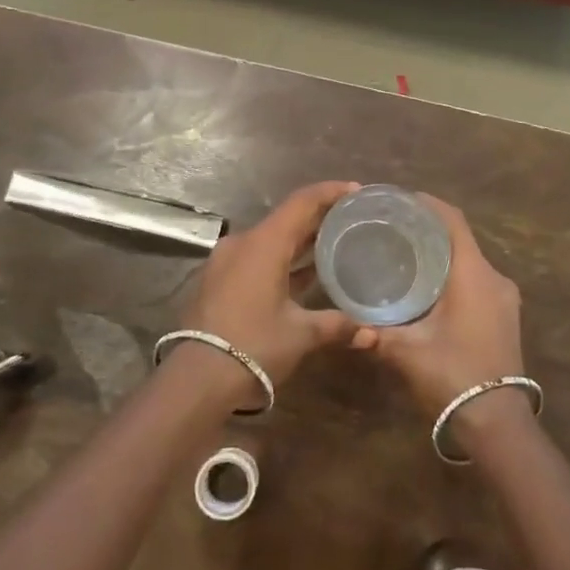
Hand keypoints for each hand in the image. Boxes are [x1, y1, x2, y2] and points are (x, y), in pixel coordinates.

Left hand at [181, 181, 361, 391]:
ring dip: (300, 241)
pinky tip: (304, 274)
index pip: (303, 202)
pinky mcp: (219, 281)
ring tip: (333, 244)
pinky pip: (257, 259)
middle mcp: (244, 243)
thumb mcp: (301, 334)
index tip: (357, 191)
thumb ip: (337, 325)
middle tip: (351, 218)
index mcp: (265, 243)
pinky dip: (282, 260)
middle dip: (319, 217)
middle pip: (287, 219)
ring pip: (271, 240)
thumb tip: (372, 334)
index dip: (331, 192)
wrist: (197, 379)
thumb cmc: (255, 345)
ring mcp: (227, 262)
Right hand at [353, 196, 526, 442]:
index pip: (453, 221)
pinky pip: (478, 281)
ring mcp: (505, 299)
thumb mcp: (407, 352)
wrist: (497, 422)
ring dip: (443, 254)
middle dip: (430, 230)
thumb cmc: (453, 376)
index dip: (429, 204)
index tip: (401, 200)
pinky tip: (428, 287)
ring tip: (406, 255)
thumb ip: (376, 334)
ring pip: (470, 262)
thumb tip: (350, 326)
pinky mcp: (505, 316)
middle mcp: (494, 278)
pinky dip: (454, 275)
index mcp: (473, 275)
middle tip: (394, 229)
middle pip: (461, 239)